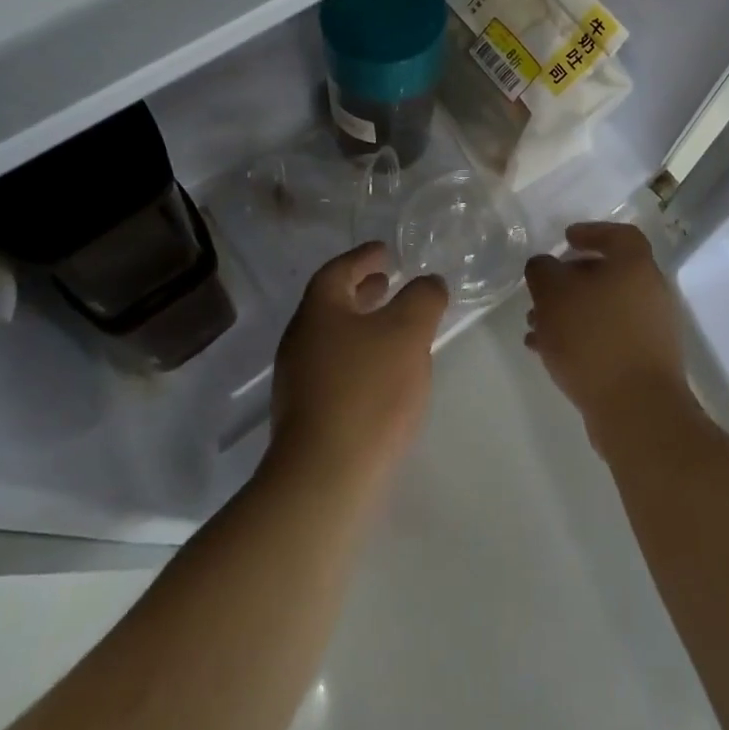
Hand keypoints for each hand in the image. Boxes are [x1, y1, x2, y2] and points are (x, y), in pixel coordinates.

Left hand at [270, 242, 447, 491]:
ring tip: (393, 327)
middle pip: (332, 304)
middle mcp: (301, 340)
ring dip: (363, 325)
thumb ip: (422, 299)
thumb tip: (428, 283)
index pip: (338, 270)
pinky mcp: (307, 415)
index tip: (386, 251)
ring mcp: (299, 381)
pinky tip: (384, 374)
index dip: (363, 257)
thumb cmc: (367, 392)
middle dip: (362, 290)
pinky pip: (336, 368)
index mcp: (318, 312)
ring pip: (334, 338)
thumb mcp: (407, 333)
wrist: (325, 478)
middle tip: (389, 282)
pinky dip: (360, 357)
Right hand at [523, 222, 693, 452]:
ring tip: (535, 327)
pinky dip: (582, 337)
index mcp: (635, 267)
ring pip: (605, 308)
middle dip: (571, 280)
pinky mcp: (646, 363)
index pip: (619, 235)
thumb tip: (545, 267)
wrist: (637, 411)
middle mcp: (651, 292)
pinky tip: (549, 353)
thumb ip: (543, 271)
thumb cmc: (594, 339)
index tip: (565, 239)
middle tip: (542, 290)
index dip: (591, 231)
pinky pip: (609, 337)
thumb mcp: (553, 295)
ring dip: (571, 312)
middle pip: (609, 274)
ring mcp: (652, 330)